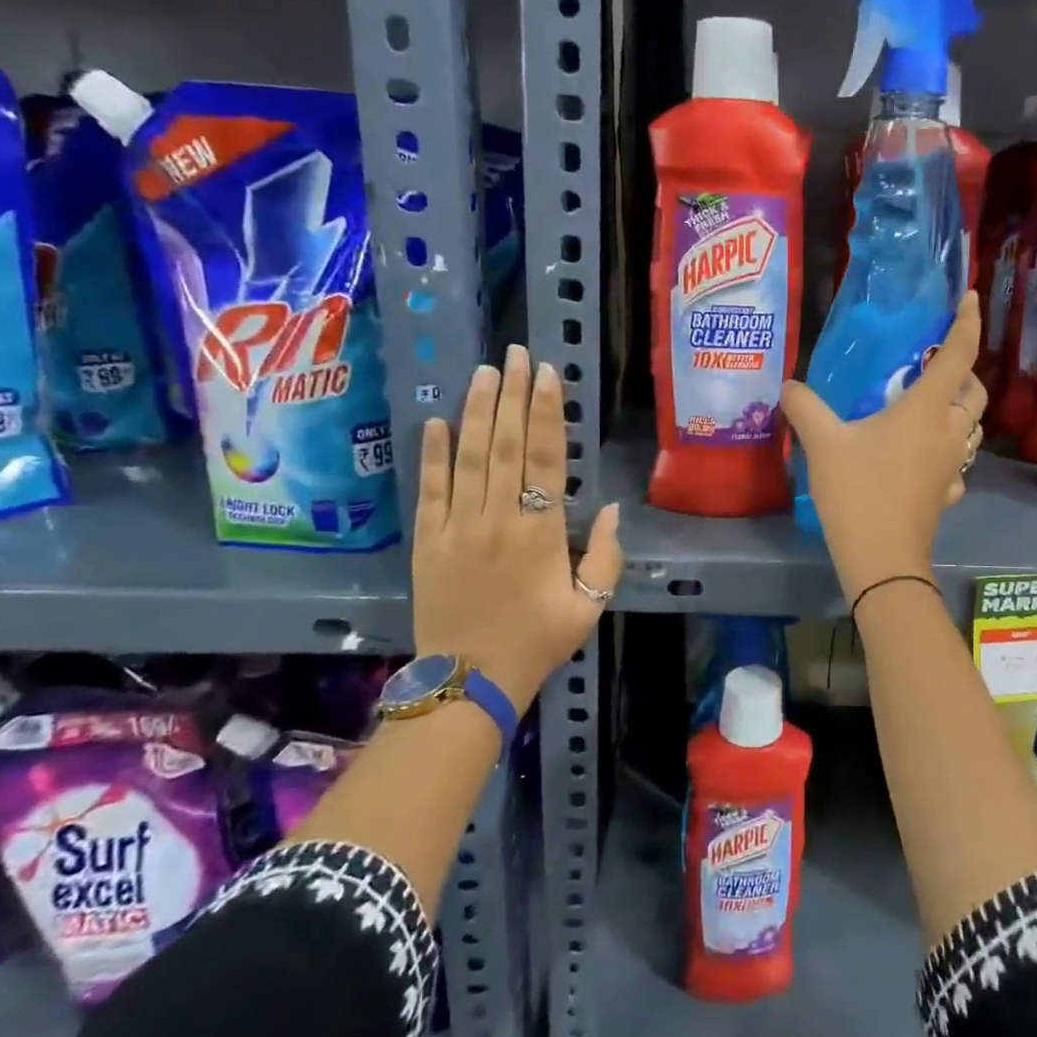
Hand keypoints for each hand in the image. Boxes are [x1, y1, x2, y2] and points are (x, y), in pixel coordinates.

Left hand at [412, 343, 622, 708]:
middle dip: (512, 395)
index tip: (546, 376)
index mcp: (539, 533)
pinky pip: (429, 489)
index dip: (546, 413)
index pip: (543, 459)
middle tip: (516, 355)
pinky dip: (432, 454)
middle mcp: (496, 519)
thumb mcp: (589, 607)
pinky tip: (437, 421)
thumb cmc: (537, 642)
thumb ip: (604, 556)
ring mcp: (456, 528)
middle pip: (504, 445)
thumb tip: (609, 509)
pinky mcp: (427, 542)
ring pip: (467, 457)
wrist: (469, 681)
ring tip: (484, 372)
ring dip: (476, 411)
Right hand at [781, 292, 985, 603]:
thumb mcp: (823, 444)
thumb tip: (789, 386)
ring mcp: (953, 466)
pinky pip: (957, 463)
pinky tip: (924, 459)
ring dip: (959, 411)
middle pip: (975, 392)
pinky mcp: (948, 494)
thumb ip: (806, 407)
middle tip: (934, 366)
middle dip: (963, 373)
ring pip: (971, 428)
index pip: (959, 353)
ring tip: (928, 408)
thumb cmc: (858, 492)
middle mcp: (949, 432)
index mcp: (926, 409)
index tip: (970, 298)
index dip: (967, 322)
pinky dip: (948, 452)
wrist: (881, 558)